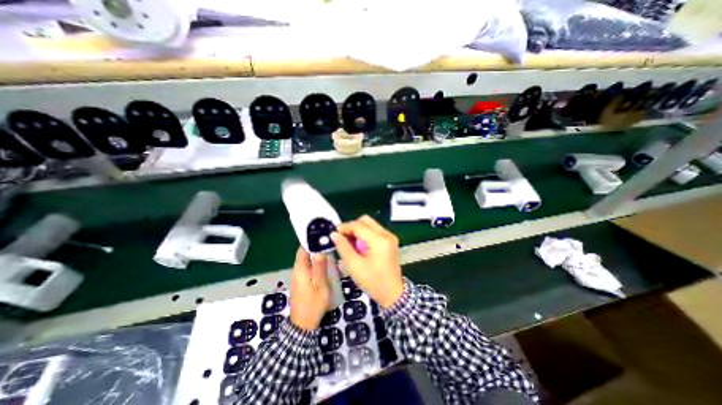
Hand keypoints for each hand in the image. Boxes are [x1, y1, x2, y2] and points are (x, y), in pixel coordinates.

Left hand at [289, 247, 331, 332]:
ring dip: (317, 256)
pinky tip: (325, 266)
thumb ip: (319, 267)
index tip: (322, 236)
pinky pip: (308, 268)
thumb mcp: (320, 285)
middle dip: (316, 248)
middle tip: (329, 245)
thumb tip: (320, 251)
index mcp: (300, 269)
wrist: (303, 324)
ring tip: (330, 253)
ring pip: (307, 261)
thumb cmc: (313, 303)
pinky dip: (315, 264)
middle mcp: (297, 270)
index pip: (303, 249)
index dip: (311, 241)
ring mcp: (298, 277)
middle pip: (305, 254)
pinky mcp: (301, 282)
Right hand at [329, 215, 402, 306]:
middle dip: (352, 227)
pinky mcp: (390, 240)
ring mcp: (390, 236)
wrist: (392, 293)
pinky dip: (365, 234)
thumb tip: (334, 234)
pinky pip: (374, 230)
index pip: (358, 225)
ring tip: (350, 243)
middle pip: (365, 220)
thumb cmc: (373, 281)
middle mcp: (386, 234)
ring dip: (358, 230)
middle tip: (343, 238)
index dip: (345, 227)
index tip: (334, 233)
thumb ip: (343, 247)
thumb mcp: (354, 266)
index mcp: (379, 240)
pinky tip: (359, 246)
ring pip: (370, 224)